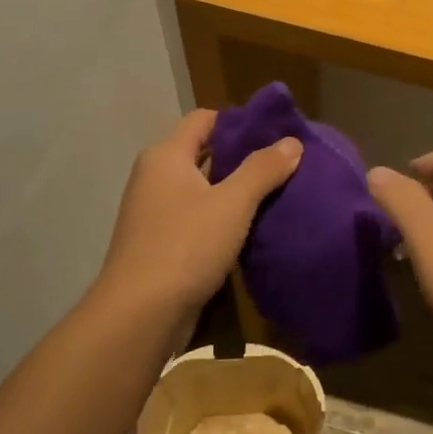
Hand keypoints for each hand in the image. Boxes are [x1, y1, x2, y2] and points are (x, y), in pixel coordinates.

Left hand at [100, 109, 301, 316]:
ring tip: (276, 193)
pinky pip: (197, 217)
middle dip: (242, 156)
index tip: (276, 132)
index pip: (204, 119)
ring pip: (201, 188)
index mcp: (166, 157)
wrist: (141, 314)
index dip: (239, 121)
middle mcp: (155, 177)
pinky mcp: (160, 243)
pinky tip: (251, 228)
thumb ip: (262, 169)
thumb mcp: (232, 204)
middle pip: (203, 152)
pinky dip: (222, 216)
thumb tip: (292, 142)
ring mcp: (155, 212)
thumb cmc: (185, 246)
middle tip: (284, 163)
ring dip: (234, 189)